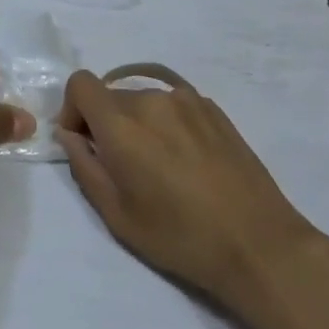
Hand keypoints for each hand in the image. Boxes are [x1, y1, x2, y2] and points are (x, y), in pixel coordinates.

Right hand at [57, 68, 311, 304]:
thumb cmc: (180, 237)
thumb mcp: (118, 216)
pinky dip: (167, 122)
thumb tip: (69, 135)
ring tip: (161, 166)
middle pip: (111, 95)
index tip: (84, 143)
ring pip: (143, 99)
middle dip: (106, 123)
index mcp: (122, 123)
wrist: (259, 245)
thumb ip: (84, 167)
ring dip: (138, 123)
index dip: (73, 109)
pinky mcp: (212, 108)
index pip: (80, 84)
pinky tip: (187, 160)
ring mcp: (185, 99)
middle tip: (124, 167)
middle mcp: (151, 99)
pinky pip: (173, 104)